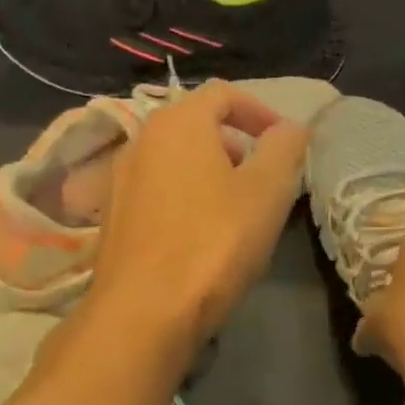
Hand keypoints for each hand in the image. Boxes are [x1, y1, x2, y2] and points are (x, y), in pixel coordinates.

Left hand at [83, 80, 309, 357]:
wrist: (144, 311)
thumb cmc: (214, 242)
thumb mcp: (267, 191)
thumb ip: (285, 148)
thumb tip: (291, 127)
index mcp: (178, 122)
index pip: (223, 94)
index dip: (260, 110)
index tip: (284, 142)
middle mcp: (141, 141)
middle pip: (195, 125)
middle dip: (235, 143)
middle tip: (263, 177)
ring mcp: (120, 181)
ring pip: (174, 161)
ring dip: (210, 173)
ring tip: (236, 209)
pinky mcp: (113, 219)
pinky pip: (158, 192)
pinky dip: (185, 197)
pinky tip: (201, 236)